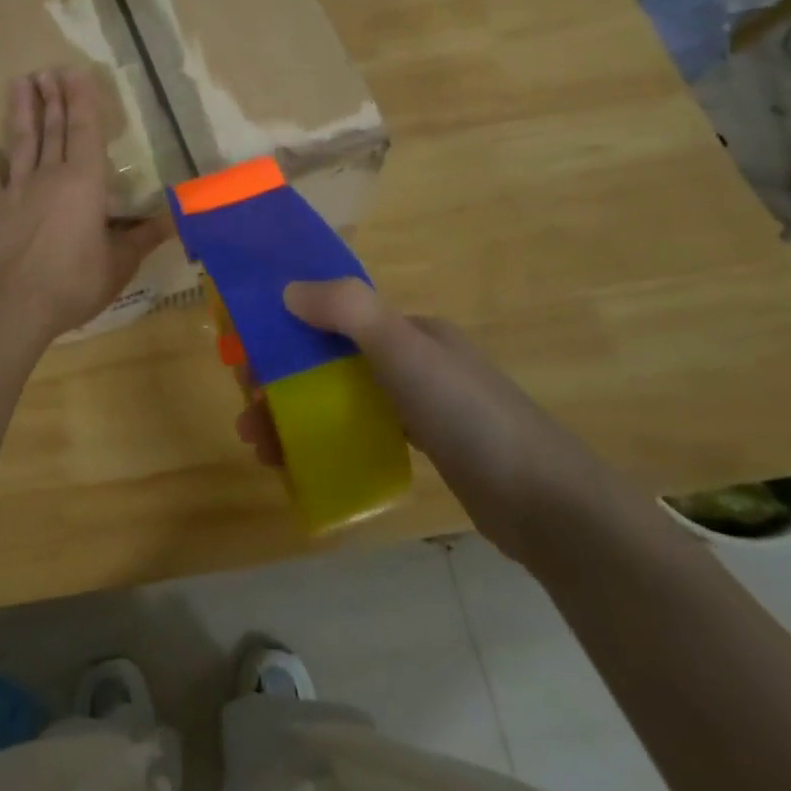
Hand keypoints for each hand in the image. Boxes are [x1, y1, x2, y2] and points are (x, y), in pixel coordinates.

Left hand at [0, 68, 170, 343]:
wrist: (19, 306)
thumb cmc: (76, 282)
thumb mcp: (120, 263)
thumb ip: (144, 236)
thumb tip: (176, 220)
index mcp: (85, 183)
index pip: (85, 132)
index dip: (83, 101)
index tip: (77, 72)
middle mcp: (50, 175)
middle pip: (54, 129)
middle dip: (54, 98)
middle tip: (50, 69)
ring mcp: (17, 188)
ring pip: (21, 140)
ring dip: (22, 109)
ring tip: (22, 81)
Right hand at [234, 279, 609, 561]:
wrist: (544, 501)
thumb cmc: (468, 415)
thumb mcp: (405, 351)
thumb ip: (348, 311)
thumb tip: (288, 289)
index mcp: (407, 330)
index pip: (331, 318)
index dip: (284, 333)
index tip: (246, 362)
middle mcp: (410, 359)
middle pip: (328, 362)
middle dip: (281, 384)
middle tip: (248, 417)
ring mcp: (418, 404)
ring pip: (340, 400)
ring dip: (295, 418)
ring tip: (262, 451)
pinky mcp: (424, 446)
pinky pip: (359, 432)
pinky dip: (327, 442)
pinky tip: (303, 466)